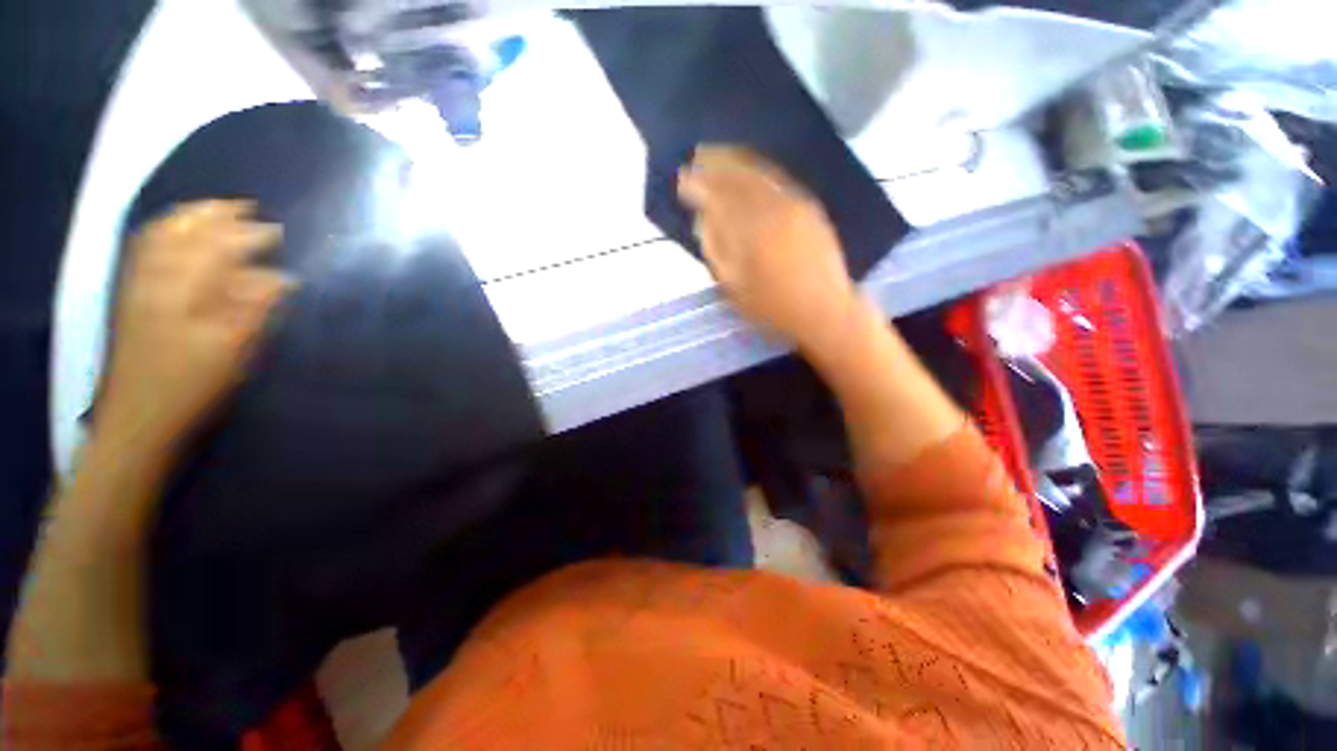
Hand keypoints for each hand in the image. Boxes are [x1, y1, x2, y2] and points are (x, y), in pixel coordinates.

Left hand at [97, 200, 293, 450]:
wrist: (139, 418)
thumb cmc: (192, 386)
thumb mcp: (234, 351)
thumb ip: (256, 308)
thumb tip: (283, 278)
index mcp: (184, 291)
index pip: (218, 248)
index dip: (248, 236)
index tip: (278, 232)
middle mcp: (157, 278)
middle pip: (183, 232)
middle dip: (215, 215)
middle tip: (245, 208)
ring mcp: (138, 285)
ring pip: (160, 237)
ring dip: (188, 218)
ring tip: (213, 211)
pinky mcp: (131, 297)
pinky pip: (144, 251)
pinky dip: (163, 233)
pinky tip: (176, 234)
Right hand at [678, 145, 859, 353]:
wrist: (824, 309)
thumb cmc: (773, 307)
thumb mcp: (734, 288)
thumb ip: (715, 251)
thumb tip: (702, 219)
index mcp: (751, 233)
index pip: (718, 198)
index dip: (698, 185)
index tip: (682, 179)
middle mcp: (773, 210)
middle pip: (738, 177)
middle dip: (714, 164)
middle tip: (696, 156)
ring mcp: (795, 204)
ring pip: (759, 173)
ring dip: (735, 160)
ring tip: (716, 154)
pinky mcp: (809, 206)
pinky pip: (778, 178)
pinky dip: (759, 168)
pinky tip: (748, 168)